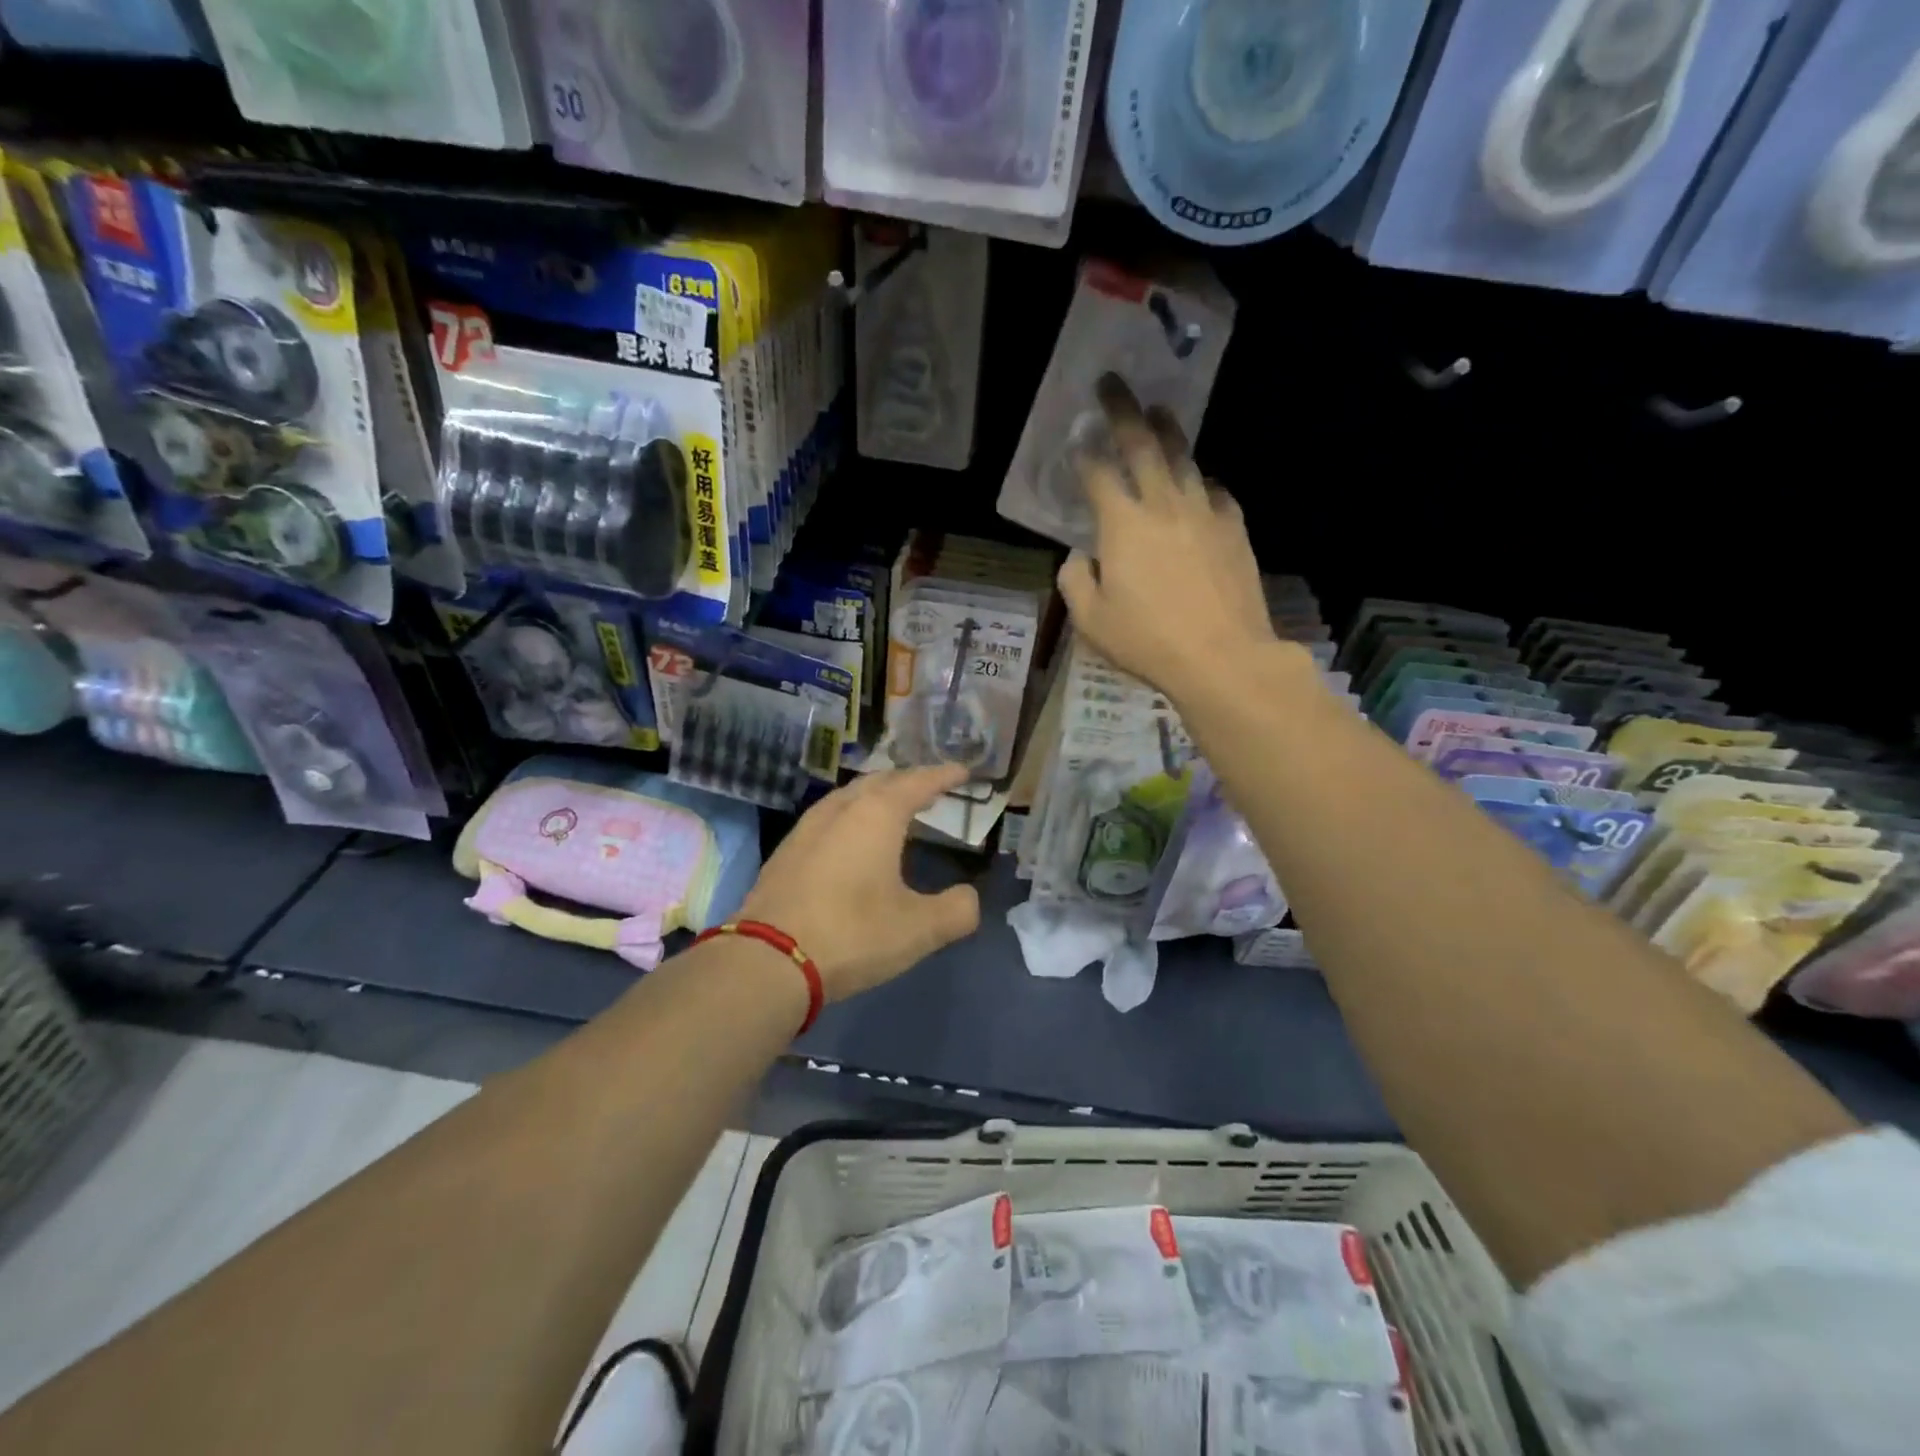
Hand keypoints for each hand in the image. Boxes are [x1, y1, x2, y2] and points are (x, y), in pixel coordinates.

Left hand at [739, 764, 981, 1000]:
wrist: (767, 960)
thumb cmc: (852, 934)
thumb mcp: (919, 929)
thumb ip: (956, 910)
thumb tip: (968, 898)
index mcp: (877, 814)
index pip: (917, 782)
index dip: (943, 775)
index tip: (963, 771)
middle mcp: (841, 809)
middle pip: (880, 781)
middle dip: (908, 781)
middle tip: (931, 788)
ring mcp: (807, 827)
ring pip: (849, 796)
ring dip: (877, 796)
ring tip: (895, 809)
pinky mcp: (786, 851)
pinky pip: (830, 817)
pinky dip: (853, 816)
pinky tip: (853, 840)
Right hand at [1056, 375, 1276, 706]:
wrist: (1222, 656)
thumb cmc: (1148, 641)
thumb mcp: (1091, 621)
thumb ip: (1075, 581)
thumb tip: (1078, 557)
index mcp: (1122, 524)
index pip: (1098, 474)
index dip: (1084, 452)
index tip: (1077, 435)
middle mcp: (1163, 505)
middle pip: (1142, 445)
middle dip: (1123, 411)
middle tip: (1113, 383)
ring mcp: (1204, 512)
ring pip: (1184, 458)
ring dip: (1168, 431)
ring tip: (1159, 411)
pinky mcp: (1234, 528)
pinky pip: (1215, 491)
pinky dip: (1201, 481)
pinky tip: (1200, 482)